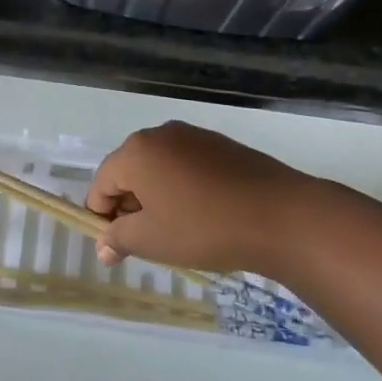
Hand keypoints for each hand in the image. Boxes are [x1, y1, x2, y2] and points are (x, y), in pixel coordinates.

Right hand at [88, 121, 328, 274]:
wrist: (280, 216)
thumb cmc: (204, 228)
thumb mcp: (152, 240)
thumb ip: (119, 239)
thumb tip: (104, 246)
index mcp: (136, 152)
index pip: (101, 184)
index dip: (101, 217)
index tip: (116, 246)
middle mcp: (160, 134)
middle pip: (129, 171)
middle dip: (130, 205)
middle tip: (146, 241)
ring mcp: (193, 136)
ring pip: (159, 168)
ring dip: (157, 197)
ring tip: (176, 231)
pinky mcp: (220, 145)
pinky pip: (186, 165)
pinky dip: (183, 188)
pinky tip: (202, 215)